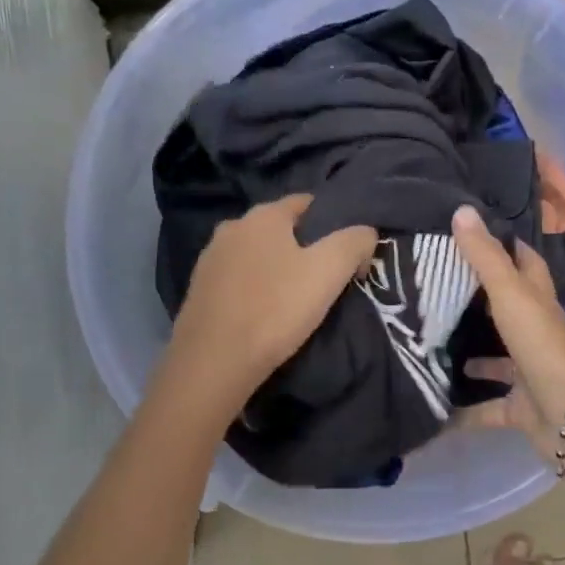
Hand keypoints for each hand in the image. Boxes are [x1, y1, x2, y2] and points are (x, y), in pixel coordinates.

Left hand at [163, 195, 377, 412]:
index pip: (306, 203)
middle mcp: (231, 228)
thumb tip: (365, 234)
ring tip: (296, 298)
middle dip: (304, 246)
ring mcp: (210, 259)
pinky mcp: (199, 290)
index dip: (333, 221)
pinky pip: (238, 280)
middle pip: (279, 229)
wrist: (214, 361)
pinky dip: (255, 289)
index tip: (349, 252)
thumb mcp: (329, 271)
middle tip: (326, 277)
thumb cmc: (275, 309)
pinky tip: (265, 312)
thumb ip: (355, 242)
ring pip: (256, 255)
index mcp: (263, 216)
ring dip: (277, 269)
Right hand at [448, 205, 564, 480]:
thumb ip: (486, 258)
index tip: (473, 232)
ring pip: (497, 363)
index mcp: (538, 303)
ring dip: (471, 359)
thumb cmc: (544, 346)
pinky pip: (487, 410)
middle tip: (435, 290)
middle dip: (477, 303)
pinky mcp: (522, 409)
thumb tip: (462, 209)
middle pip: (507, 312)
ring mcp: (530, 374)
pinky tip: (435, 408)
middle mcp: (536, 334)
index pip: (526, 264)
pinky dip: (464, 413)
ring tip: (429, 349)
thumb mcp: (511, 295)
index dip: (506, 246)